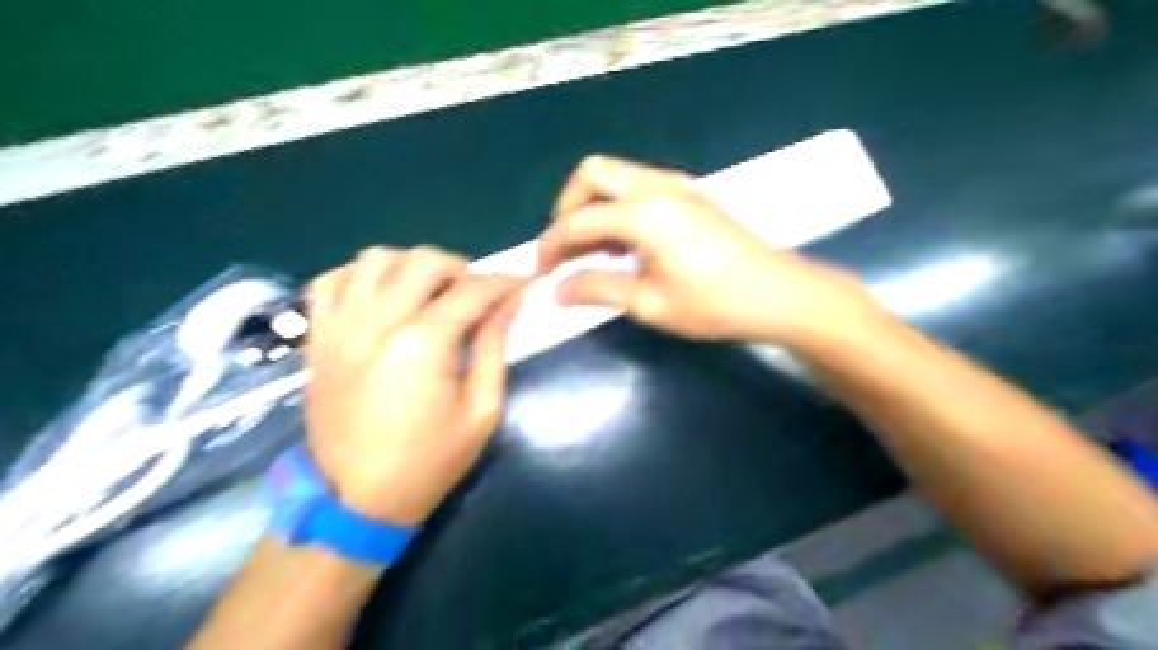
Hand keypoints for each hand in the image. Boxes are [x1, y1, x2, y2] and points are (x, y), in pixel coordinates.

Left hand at [307, 246, 526, 525]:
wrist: (356, 500)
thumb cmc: (430, 461)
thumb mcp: (481, 410)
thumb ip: (494, 347)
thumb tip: (510, 303)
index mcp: (423, 343)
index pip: (472, 291)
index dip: (504, 283)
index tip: (521, 284)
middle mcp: (377, 321)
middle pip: (423, 261)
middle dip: (461, 268)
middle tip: (476, 292)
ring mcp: (340, 327)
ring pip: (375, 259)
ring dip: (411, 265)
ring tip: (429, 290)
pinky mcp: (318, 339)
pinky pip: (329, 282)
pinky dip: (359, 276)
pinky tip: (380, 295)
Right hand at [538, 156, 873, 346]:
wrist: (777, 294)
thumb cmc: (714, 304)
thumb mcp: (650, 303)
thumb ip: (598, 289)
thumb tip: (558, 290)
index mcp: (642, 213)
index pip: (577, 220)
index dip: (551, 245)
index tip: (540, 272)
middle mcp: (655, 186)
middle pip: (592, 173)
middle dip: (568, 208)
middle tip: (568, 249)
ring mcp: (676, 185)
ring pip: (616, 176)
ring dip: (594, 206)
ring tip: (595, 252)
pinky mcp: (689, 194)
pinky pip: (638, 186)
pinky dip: (618, 207)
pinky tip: (627, 245)